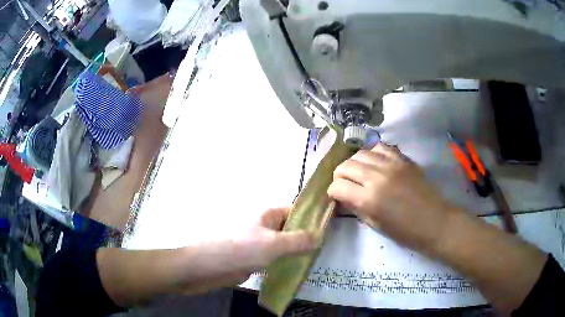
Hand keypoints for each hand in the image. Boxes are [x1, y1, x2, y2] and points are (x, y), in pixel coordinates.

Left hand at [181, 207, 314, 292]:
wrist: (211, 267)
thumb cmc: (242, 249)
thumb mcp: (274, 244)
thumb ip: (299, 240)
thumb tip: (320, 237)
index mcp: (268, 215)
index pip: (296, 211)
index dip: (312, 217)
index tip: (329, 227)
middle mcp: (266, 226)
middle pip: (291, 228)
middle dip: (307, 236)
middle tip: (327, 247)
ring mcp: (261, 243)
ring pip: (285, 244)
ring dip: (298, 251)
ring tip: (317, 259)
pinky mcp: (257, 258)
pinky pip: (277, 257)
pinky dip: (288, 261)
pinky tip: (300, 269)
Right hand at [328, 143, 454, 253]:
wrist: (434, 221)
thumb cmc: (405, 231)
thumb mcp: (376, 225)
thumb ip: (356, 208)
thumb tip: (342, 197)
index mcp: (368, 199)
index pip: (337, 186)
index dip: (333, 192)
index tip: (336, 197)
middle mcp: (377, 177)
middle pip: (345, 166)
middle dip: (339, 176)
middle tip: (344, 185)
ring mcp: (391, 164)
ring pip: (360, 153)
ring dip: (354, 163)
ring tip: (359, 173)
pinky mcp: (403, 159)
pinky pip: (380, 147)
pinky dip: (373, 154)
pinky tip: (375, 163)